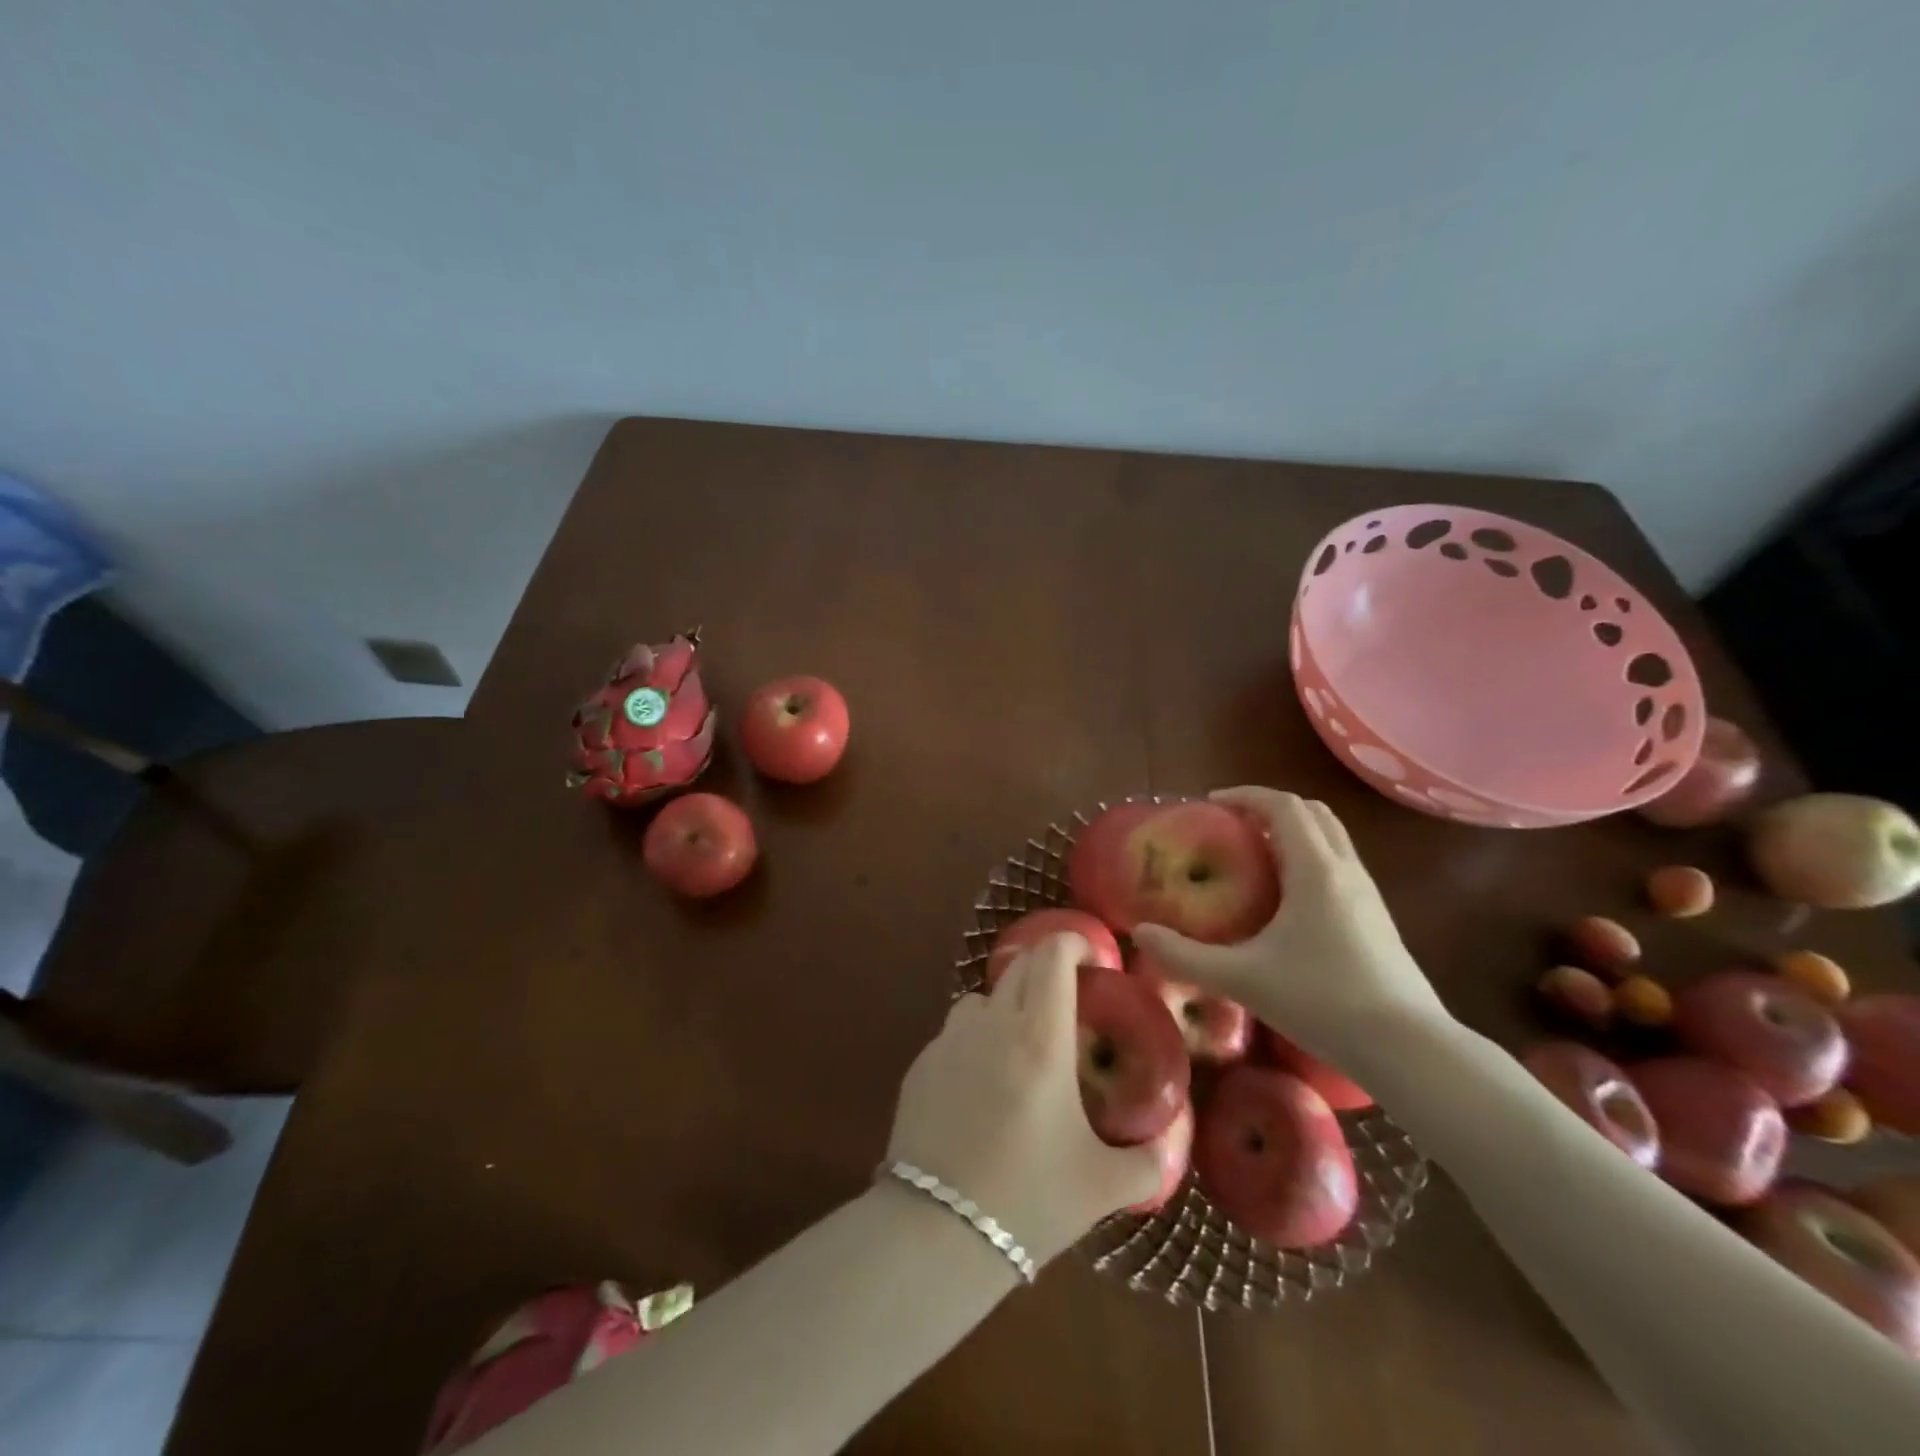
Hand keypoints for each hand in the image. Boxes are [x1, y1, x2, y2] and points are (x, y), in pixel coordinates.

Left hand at [885, 933, 1164, 1267]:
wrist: (937, 1231)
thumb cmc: (1029, 1199)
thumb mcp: (1102, 1186)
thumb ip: (1147, 1163)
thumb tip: (1167, 1148)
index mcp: (1040, 1039)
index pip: (1052, 958)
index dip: (1071, 943)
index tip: (1088, 955)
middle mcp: (991, 1025)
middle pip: (1017, 967)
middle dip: (1044, 970)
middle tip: (1066, 1000)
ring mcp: (948, 1042)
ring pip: (980, 998)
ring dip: (1005, 1006)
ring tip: (1020, 1047)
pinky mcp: (919, 1065)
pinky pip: (953, 1035)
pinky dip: (973, 1042)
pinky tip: (980, 1088)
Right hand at [1132, 787, 1448, 1068]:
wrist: (1409, 1048)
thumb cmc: (1323, 1001)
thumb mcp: (1243, 978)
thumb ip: (1186, 956)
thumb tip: (1141, 934)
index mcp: (1315, 869)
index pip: (1283, 805)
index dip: (1246, 795)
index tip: (1211, 803)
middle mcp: (1345, 869)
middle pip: (1312, 812)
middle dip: (1270, 807)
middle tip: (1232, 825)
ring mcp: (1368, 894)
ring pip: (1331, 838)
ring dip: (1294, 831)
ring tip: (1255, 856)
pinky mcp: (1378, 918)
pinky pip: (1339, 865)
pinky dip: (1310, 857)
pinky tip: (1288, 898)